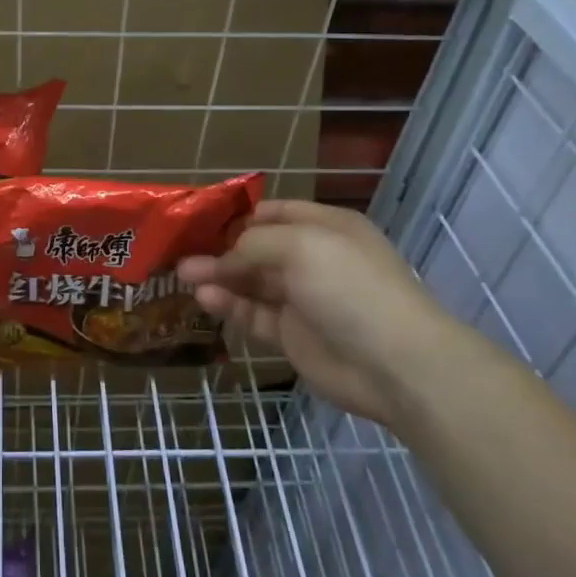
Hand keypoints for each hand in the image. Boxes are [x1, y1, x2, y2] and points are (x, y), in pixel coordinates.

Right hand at [177, 200, 495, 426]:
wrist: (396, 363)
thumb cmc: (350, 287)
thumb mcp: (300, 246)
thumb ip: (252, 244)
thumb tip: (219, 257)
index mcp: (325, 227)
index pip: (273, 212)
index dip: (236, 215)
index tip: (198, 220)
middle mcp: (312, 259)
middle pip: (256, 248)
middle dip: (219, 249)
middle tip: (179, 252)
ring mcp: (302, 299)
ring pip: (250, 282)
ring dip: (218, 277)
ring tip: (183, 275)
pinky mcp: (292, 335)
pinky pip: (253, 314)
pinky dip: (229, 305)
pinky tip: (205, 298)